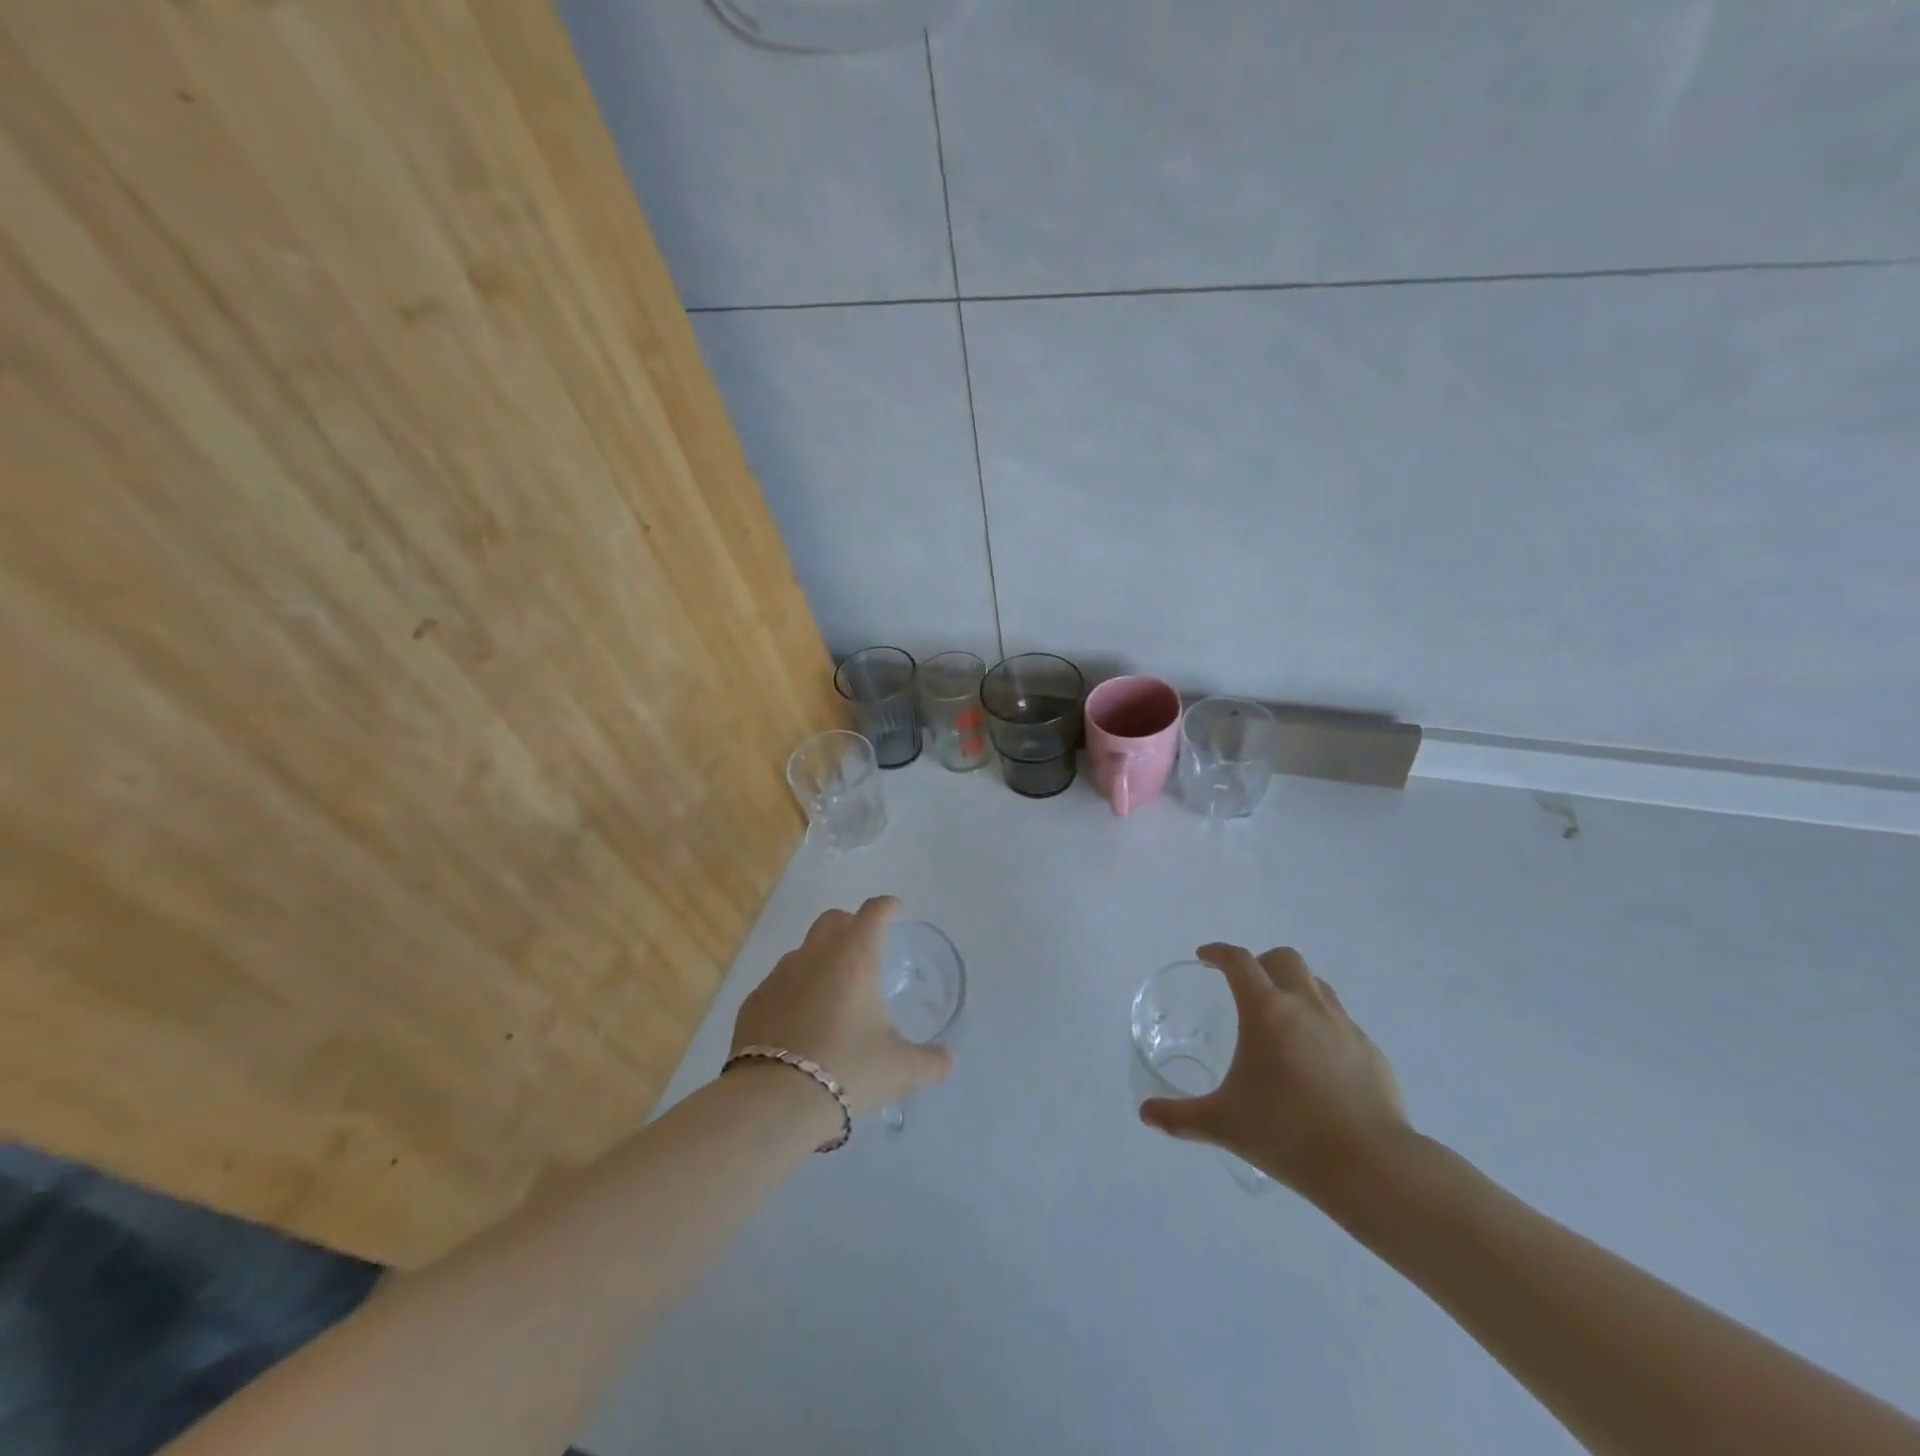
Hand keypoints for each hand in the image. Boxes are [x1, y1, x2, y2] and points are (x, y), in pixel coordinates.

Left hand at [729, 896, 951, 1117]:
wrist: (774, 1100)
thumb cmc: (848, 1069)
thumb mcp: (900, 1069)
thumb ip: (929, 1061)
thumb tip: (945, 1060)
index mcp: (855, 957)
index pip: (874, 912)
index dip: (887, 907)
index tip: (895, 910)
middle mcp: (815, 955)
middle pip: (832, 920)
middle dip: (850, 925)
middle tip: (864, 948)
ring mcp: (778, 976)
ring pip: (802, 952)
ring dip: (819, 960)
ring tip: (832, 994)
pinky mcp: (753, 1002)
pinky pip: (778, 984)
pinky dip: (792, 993)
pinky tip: (799, 1023)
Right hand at [1139, 943, 1410, 1205]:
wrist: (1371, 1166)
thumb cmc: (1287, 1133)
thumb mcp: (1223, 1124)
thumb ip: (1180, 1116)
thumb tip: (1145, 1113)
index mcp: (1266, 1010)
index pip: (1238, 961)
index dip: (1218, 953)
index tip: (1205, 957)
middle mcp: (1306, 1006)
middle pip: (1284, 959)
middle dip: (1261, 963)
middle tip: (1244, 986)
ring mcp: (1344, 1027)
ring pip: (1317, 985)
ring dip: (1295, 988)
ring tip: (1282, 1020)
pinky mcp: (1372, 1052)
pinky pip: (1341, 1021)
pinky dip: (1322, 1025)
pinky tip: (1316, 1062)